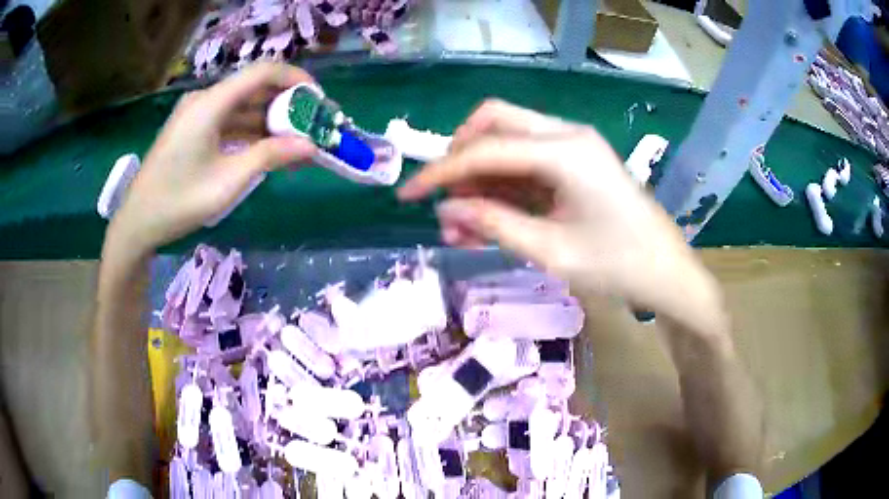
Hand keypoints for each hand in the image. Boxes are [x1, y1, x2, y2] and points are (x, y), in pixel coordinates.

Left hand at [108, 62, 317, 253]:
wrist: (137, 223)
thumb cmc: (178, 202)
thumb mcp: (227, 181)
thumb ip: (270, 157)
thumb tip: (311, 146)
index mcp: (210, 103)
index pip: (263, 72)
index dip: (296, 79)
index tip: (318, 101)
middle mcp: (205, 100)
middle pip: (254, 88)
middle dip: (286, 104)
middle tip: (311, 126)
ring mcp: (197, 114)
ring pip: (243, 106)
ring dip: (269, 121)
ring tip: (295, 143)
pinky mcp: (193, 130)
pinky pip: (229, 122)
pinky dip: (250, 132)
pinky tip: (267, 149)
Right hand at [399, 100, 715, 316]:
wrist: (667, 273)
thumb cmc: (618, 265)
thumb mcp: (550, 250)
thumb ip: (493, 224)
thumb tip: (444, 209)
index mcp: (564, 150)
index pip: (485, 149)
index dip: (440, 172)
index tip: (404, 195)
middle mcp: (566, 135)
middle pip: (495, 123)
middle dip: (460, 156)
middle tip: (444, 198)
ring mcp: (572, 147)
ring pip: (508, 143)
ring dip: (479, 178)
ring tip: (459, 225)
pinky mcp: (575, 164)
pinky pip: (526, 163)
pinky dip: (502, 187)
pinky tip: (485, 220)